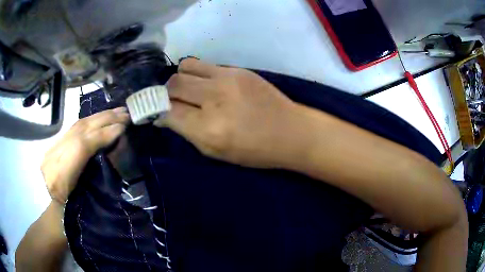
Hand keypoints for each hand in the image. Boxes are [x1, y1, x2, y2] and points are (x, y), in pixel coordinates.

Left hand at [42, 107, 129, 203]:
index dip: (101, 135)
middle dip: (103, 120)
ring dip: (99, 117)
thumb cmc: (77, 211)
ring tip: (117, 112)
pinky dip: (91, 121)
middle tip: (125, 114)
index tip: (122, 128)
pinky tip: (102, 116)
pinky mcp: (55, 144)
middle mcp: (52, 159)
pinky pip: (74, 128)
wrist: (58, 208)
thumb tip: (116, 146)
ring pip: (77, 126)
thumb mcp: (90, 199)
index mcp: (60, 179)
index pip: (80, 148)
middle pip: (78, 132)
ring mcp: (52, 149)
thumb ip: (99, 174)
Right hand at [155, 59, 304, 167]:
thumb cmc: (254, 151)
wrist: (290, 131)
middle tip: (174, 102)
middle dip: (167, 94)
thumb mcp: (215, 152)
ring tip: (190, 90)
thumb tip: (164, 116)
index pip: (167, 111)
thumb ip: (187, 132)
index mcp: (208, 129)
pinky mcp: (238, 69)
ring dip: (181, 79)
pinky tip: (208, 85)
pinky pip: (205, 64)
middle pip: (173, 84)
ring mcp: (227, 78)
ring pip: (185, 67)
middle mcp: (215, 98)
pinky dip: (199, 75)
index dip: (158, 111)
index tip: (158, 113)